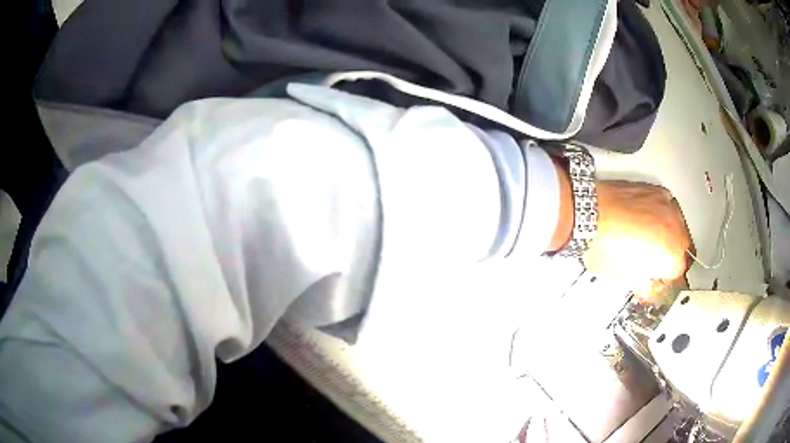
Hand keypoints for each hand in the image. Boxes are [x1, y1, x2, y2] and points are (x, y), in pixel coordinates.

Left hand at [582, 181, 692, 282]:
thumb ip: (644, 282)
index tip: (656, 278)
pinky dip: (659, 215)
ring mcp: (667, 205)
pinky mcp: (655, 189)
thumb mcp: (624, 277)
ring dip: (667, 234)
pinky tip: (643, 220)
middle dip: (670, 256)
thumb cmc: (604, 246)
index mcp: (672, 255)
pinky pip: (666, 206)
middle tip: (652, 261)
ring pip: (677, 225)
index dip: (665, 278)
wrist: (588, 212)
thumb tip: (647, 283)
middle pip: (682, 247)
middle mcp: (676, 227)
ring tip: (646, 239)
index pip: (678, 272)